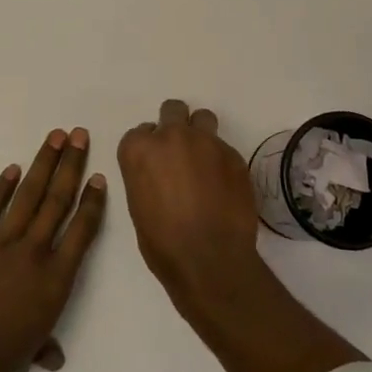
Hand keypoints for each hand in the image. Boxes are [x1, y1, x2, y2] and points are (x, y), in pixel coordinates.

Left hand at [0, 127, 105, 371]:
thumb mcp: (23, 359)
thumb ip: (41, 347)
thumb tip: (54, 357)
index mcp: (54, 282)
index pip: (81, 233)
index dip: (92, 203)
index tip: (99, 176)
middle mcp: (32, 253)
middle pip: (57, 202)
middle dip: (71, 165)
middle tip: (79, 134)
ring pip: (27, 196)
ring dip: (42, 164)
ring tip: (55, 136)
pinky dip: (2, 187)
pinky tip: (12, 169)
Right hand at [117, 99, 263, 313]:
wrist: (210, 260)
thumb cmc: (163, 243)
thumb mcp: (138, 205)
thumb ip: (146, 175)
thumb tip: (160, 173)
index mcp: (139, 150)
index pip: (140, 132)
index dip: (148, 148)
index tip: (155, 166)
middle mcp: (171, 136)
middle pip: (172, 110)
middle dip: (174, 126)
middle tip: (179, 154)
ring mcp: (206, 142)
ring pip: (202, 118)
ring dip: (200, 133)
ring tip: (204, 161)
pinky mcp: (234, 155)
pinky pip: (224, 147)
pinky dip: (220, 160)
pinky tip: (223, 185)